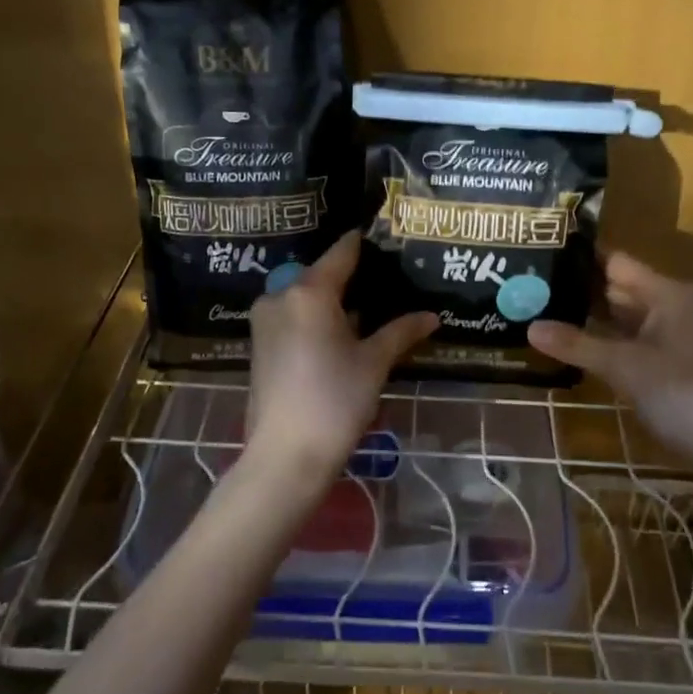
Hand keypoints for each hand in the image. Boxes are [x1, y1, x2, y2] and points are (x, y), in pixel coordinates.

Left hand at [245, 231, 437, 482]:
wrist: (285, 457)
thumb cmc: (335, 401)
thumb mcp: (374, 363)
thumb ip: (402, 331)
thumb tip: (433, 316)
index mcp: (310, 291)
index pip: (342, 252)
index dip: (364, 243)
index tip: (385, 236)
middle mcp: (282, 294)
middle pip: (322, 273)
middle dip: (351, 276)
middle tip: (385, 280)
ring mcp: (265, 319)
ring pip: (305, 296)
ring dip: (332, 300)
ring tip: (367, 308)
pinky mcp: (259, 342)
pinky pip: (293, 315)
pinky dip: (315, 317)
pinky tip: (340, 333)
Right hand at [528, 252, 692, 459]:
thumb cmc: (679, 392)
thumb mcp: (623, 366)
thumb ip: (576, 344)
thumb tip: (530, 327)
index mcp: (663, 293)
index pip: (614, 261)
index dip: (579, 257)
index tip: (540, 254)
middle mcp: (666, 306)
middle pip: (615, 286)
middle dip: (576, 287)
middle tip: (529, 285)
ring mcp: (666, 335)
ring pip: (618, 316)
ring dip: (586, 315)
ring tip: (539, 309)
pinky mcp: (662, 362)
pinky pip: (624, 339)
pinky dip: (600, 339)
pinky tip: (569, 343)